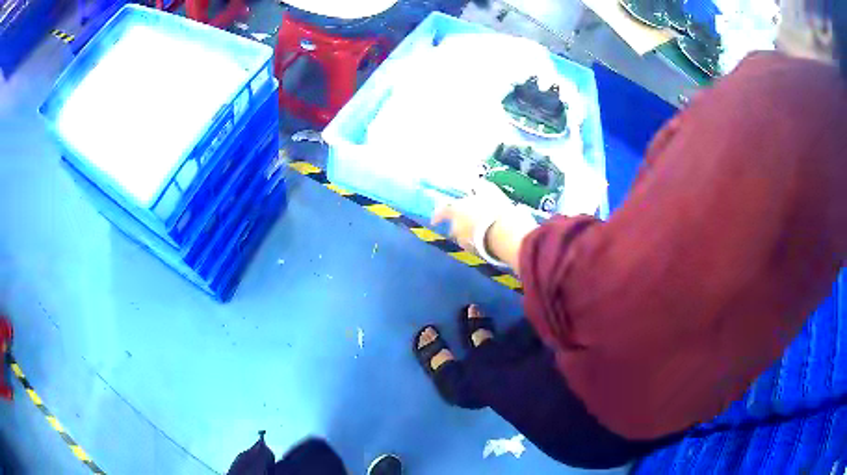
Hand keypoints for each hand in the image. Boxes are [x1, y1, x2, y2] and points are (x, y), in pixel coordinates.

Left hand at [431, 180, 514, 252]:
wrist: (504, 234)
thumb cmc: (493, 208)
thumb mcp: (488, 191)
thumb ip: (479, 186)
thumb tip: (475, 182)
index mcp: (456, 211)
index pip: (441, 212)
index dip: (438, 216)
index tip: (434, 221)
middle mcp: (456, 228)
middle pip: (454, 226)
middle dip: (461, 225)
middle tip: (474, 221)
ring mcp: (464, 242)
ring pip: (464, 237)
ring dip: (470, 234)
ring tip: (485, 231)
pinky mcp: (474, 253)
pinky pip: (473, 246)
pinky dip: (478, 243)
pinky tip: (489, 240)